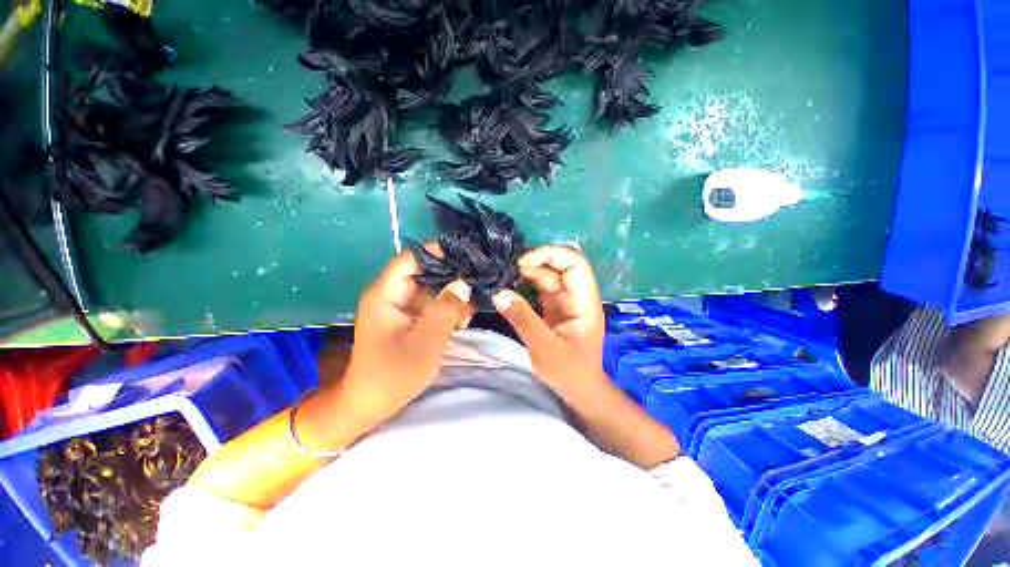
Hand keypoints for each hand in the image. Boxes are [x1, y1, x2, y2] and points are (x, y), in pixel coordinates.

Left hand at [340, 245, 472, 423]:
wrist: (371, 405)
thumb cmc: (392, 374)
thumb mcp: (425, 342)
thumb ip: (446, 310)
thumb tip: (464, 283)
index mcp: (386, 293)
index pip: (411, 258)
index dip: (438, 251)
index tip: (467, 254)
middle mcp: (393, 294)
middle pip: (425, 271)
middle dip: (452, 274)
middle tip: (480, 276)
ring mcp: (403, 307)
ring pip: (433, 288)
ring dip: (454, 293)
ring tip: (477, 298)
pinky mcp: (411, 319)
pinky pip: (433, 304)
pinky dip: (449, 307)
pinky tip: (466, 315)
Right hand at [491, 245, 606, 395]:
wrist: (579, 390)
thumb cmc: (569, 372)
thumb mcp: (544, 347)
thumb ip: (523, 319)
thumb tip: (499, 293)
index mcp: (585, 301)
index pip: (575, 263)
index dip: (552, 254)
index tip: (524, 262)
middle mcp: (577, 295)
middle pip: (561, 265)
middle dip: (537, 262)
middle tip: (511, 269)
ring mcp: (566, 301)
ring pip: (549, 275)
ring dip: (528, 272)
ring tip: (506, 276)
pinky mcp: (554, 308)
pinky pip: (540, 288)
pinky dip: (526, 284)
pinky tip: (511, 286)